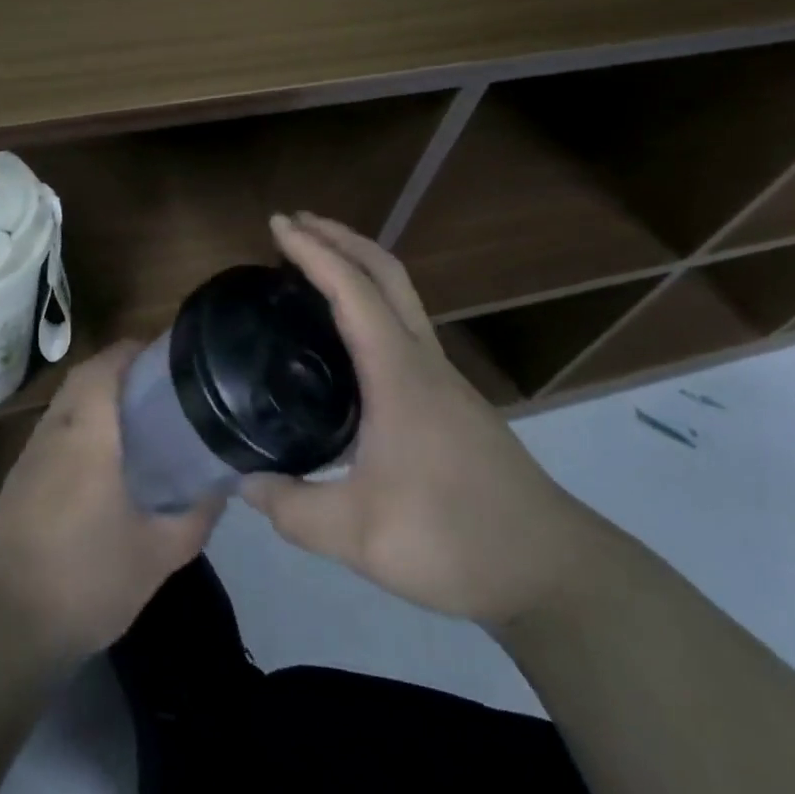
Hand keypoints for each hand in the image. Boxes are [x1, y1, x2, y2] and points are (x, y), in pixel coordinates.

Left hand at [0, 341, 222, 660]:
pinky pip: (53, 429)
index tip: (164, 353)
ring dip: (95, 393)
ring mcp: (29, 455)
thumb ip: (196, 515)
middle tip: (157, 382)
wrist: (8, 628)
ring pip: (64, 402)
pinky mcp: (17, 479)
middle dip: (117, 366)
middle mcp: (54, 432)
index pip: (103, 367)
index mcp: (87, 436)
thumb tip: (222, 484)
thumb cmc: (89, 581)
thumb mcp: (159, 555)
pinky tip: (101, 456)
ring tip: (136, 413)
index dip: (131, 350)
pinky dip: (78, 422)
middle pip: (82, 376)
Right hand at [241, 212, 603, 626]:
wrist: (551, 570)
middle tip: (294, 224)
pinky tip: (347, 335)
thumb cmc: (453, 539)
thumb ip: (292, 509)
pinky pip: (403, 324)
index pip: (352, 290)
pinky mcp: (450, 398)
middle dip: (340, 237)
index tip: (278, 224)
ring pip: (400, 295)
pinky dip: (371, 300)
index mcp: (398, 374)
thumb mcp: (358, 536)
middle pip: (386, 272)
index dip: (313, 251)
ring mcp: (442, 376)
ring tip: (314, 265)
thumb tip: (243, 483)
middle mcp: (422, 360)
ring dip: (358, 265)